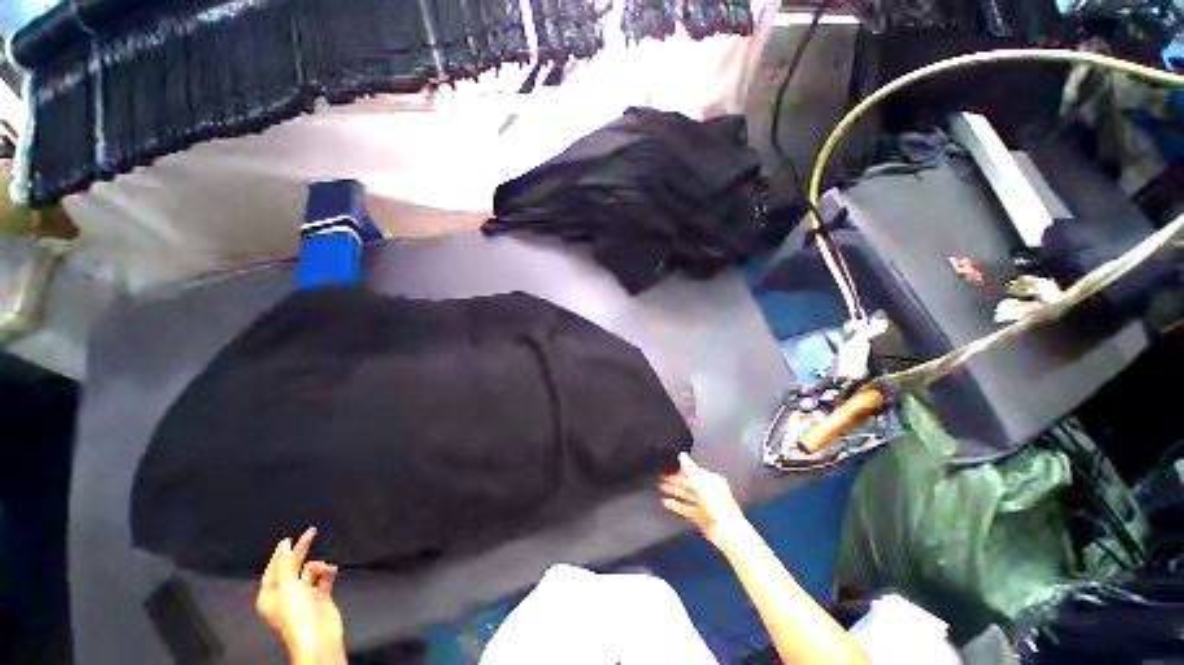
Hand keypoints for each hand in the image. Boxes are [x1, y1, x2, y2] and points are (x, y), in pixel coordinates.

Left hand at [257, 528, 345, 664]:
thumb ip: (285, 563)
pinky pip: (324, 579)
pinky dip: (328, 572)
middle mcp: (286, 594)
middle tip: (311, 533)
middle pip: (293, 567)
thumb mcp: (286, 584)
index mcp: (271, 594)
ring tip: (323, 567)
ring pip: (310, 572)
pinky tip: (331, 570)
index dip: (280, 554)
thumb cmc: (296, 613)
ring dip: (317, 565)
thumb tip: (284, 544)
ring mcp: (304, 596)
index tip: (289, 538)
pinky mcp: (321, 598)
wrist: (318, 635)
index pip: (274, 568)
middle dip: (301, 552)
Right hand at [659, 453, 749, 551]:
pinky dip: (676, 506)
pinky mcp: (701, 518)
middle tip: (663, 477)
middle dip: (675, 481)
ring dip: (674, 491)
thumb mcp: (700, 480)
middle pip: (689, 484)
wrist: (726, 530)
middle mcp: (709, 492)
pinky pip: (686, 509)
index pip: (694, 472)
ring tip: (662, 487)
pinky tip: (667, 503)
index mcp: (712, 480)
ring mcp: (705, 505)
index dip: (681, 470)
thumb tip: (682, 455)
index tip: (670, 468)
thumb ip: (689, 467)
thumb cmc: (717, 502)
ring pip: (687, 496)